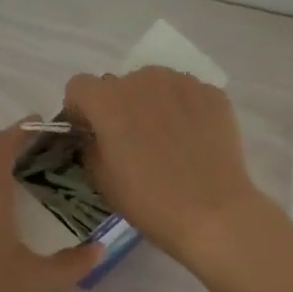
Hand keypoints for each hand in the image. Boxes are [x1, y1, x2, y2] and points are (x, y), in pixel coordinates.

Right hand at [63, 66, 272, 267]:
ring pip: (156, 85)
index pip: (79, 87)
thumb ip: (90, 146)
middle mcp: (143, 79)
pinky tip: (194, 141)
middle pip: (120, 85)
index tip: (91, 134)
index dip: (81, 110)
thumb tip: (97, 136)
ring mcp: (182, 83)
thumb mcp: (101, 179)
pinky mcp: (213, 94)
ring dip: (153, 104)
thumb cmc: (148, 201)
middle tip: (132, 142)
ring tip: (167, 140)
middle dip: (118, 107)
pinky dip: (185, 111)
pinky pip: (188, 95)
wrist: (212, 212)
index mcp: (107, 99)